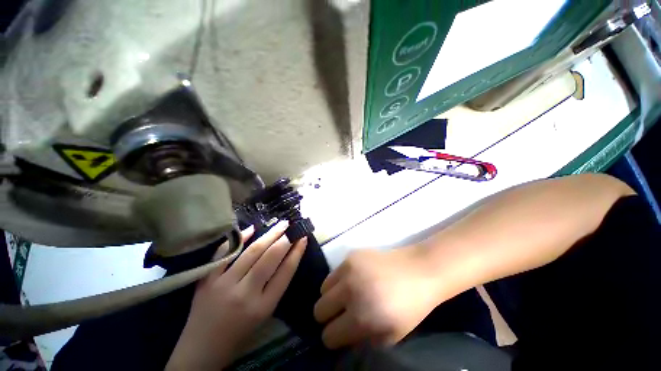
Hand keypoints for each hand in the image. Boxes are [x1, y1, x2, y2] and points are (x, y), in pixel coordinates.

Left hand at [167, 221, 306, 370]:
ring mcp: (223, 285)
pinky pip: (225, 253)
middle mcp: (244, 294)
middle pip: (270, 258)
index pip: (285, 272)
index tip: (303, 238)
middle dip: (285, 239)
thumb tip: (288, 256)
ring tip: (280, 224)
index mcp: (262, 307)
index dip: (297, 252)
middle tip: (293, 226)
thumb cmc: (240, 334)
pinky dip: (240, 239)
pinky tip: (252, 229)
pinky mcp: (206, 280)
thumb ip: (277, 285)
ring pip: (251, 252)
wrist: (201, 349)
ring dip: (269, 235)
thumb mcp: (265, 313)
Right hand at [313, 247, 438, 348]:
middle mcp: (350, 291)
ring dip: (332, 296)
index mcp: (362, 317)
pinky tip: (354, 279)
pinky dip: (338, 280)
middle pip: (319, 310)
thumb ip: (364, 340)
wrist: (418, 270)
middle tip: (341, 314)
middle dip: (328, 317)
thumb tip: (345, 336)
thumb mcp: (391, 336)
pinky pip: (333, 272)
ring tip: (347, 294)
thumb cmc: (410, 306)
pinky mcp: (350, 255)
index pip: (329, 335)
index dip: (334, 338)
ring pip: (323, 289)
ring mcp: (349, 269)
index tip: (340, 333)